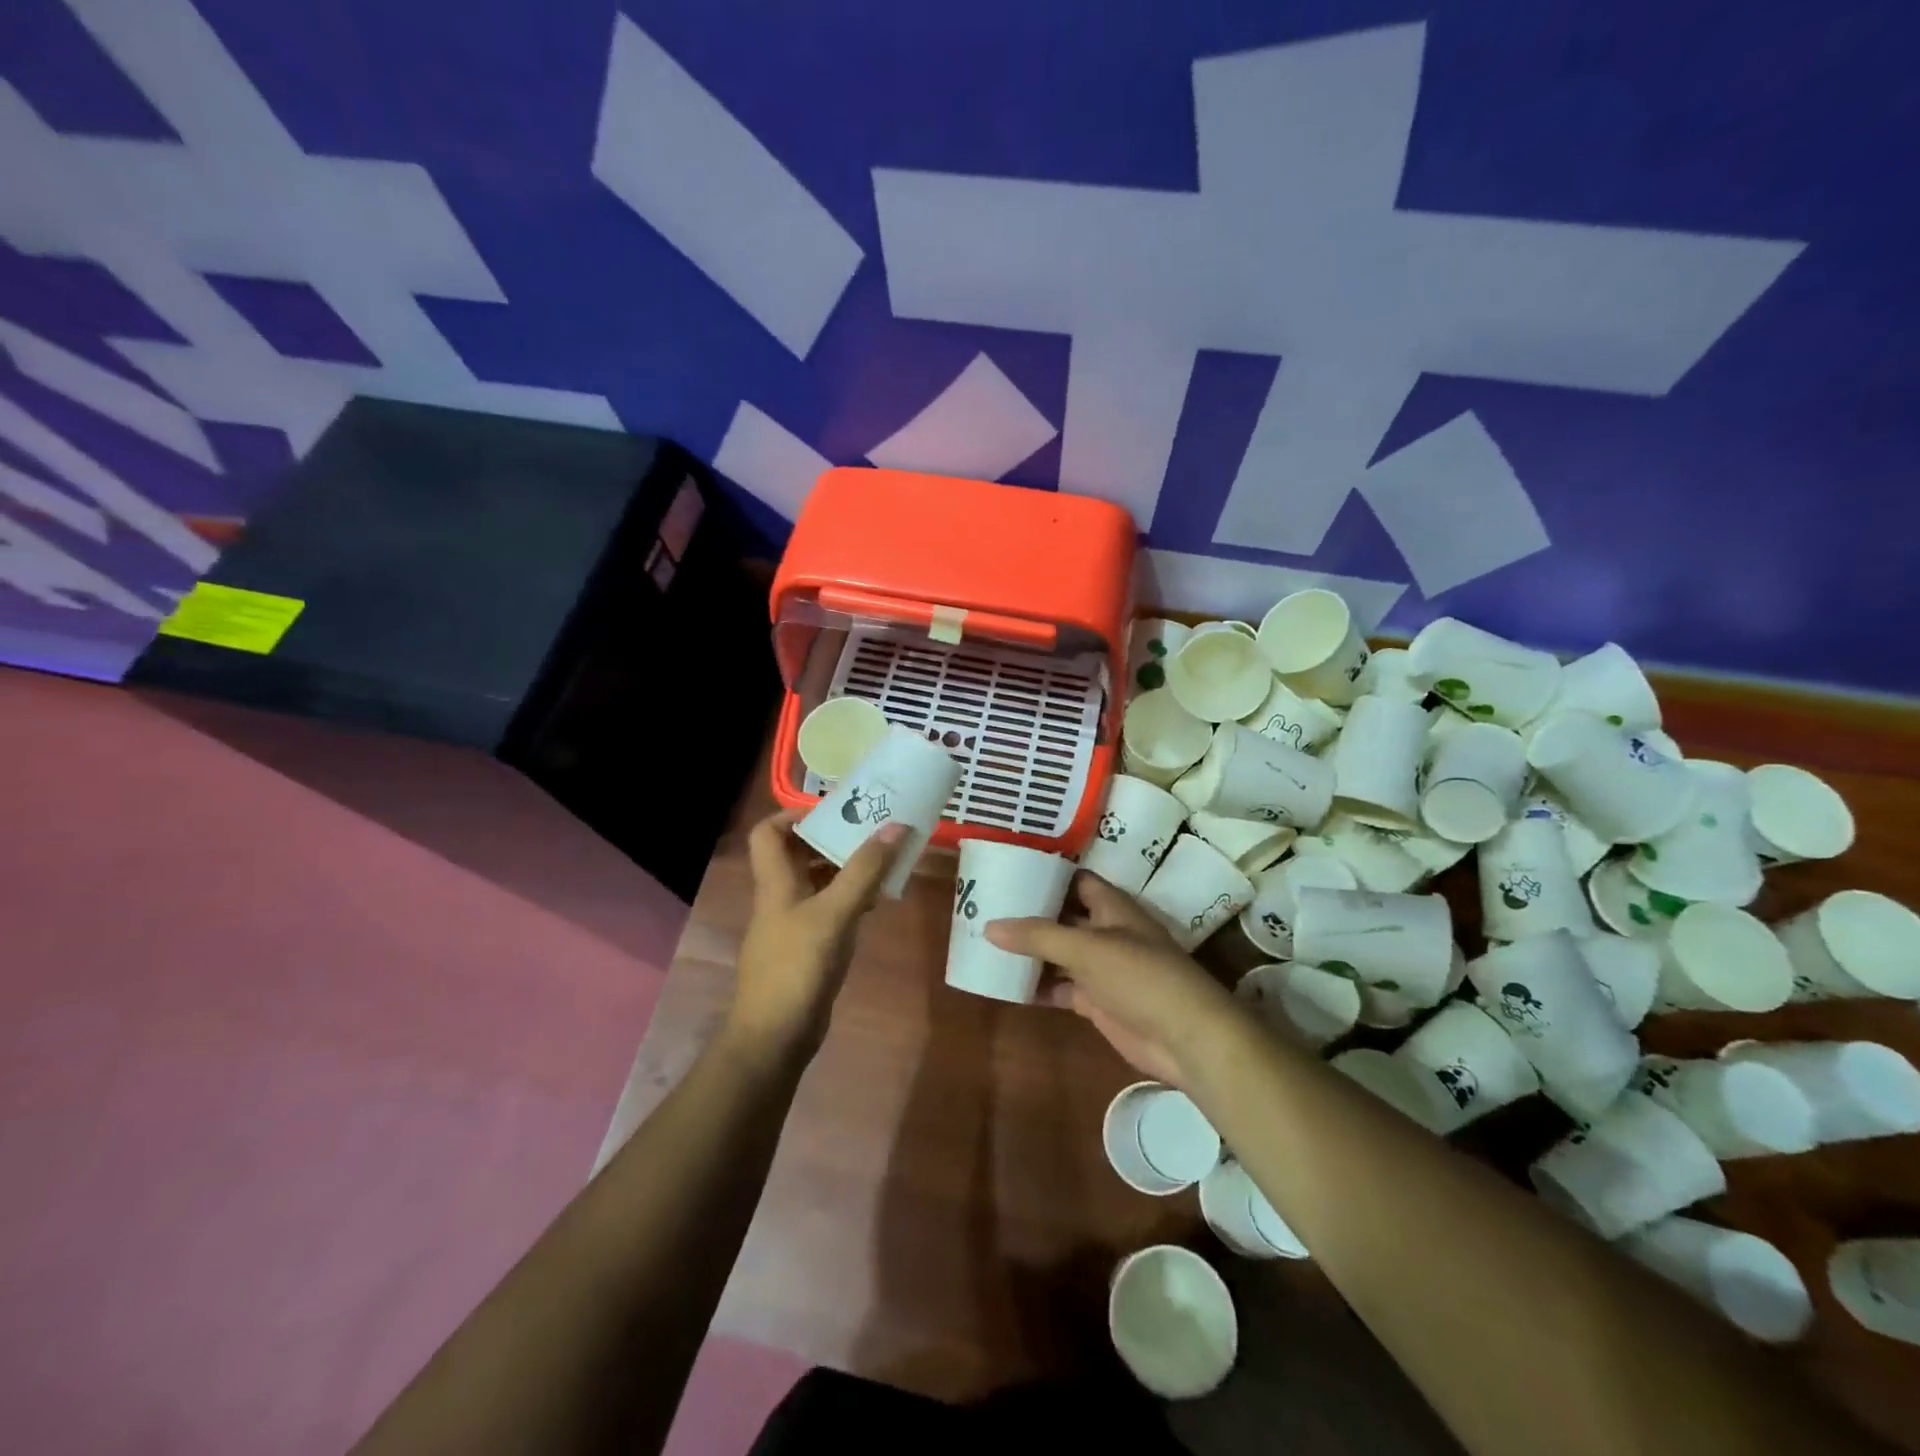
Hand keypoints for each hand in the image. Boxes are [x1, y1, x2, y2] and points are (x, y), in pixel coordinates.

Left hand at [728, 811, 906, 1061]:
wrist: (775, 1037)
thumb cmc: (797, 966)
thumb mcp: (834, 913)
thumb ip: (864, 871)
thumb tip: (895, 826)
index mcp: (776, 881)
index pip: (769, 831)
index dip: (794, 814)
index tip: (835, 809)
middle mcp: (781, 897)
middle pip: (798, 853)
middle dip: (833, 838)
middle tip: (872, 829)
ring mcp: (793, 924)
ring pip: (817, 882)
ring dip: (846, 868)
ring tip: (884, 859)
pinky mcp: (808, 948)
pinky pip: (829, 910)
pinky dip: (850, 899)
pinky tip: (877, 901)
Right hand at [985, 872, 1247, 1088]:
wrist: (1184, 1037)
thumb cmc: (1140, 976)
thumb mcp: (1087, 948)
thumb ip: (1038, 936)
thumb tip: (989, 926)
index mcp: (1111, 906)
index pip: (1075, 879)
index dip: (1046, 873)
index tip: (1008, 869)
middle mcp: (1106, 931)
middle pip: (1062, 916)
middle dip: (1030, 913)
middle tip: (986, 906)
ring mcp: (1102, 968)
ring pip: (1059, 953)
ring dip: (1030, 951)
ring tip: (986, 942)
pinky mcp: (1097, 1001)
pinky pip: (1060, 987)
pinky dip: (1038, 986)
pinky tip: (1006, 984)